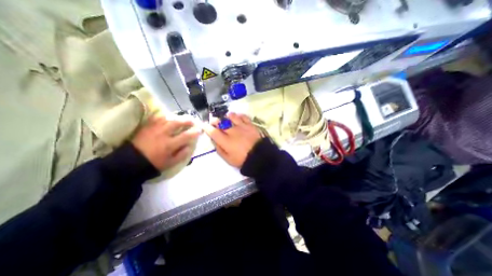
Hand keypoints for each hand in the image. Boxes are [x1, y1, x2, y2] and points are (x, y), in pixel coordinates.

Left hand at [131, 114, 200, 169]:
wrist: (131, 162)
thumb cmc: (154, 163)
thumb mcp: (170, 163)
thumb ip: (182, 154)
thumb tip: (190, 146)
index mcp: (170, 144)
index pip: (186, 136)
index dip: (194, 132)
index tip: (199, 131)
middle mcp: (163, 134)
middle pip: (177, 123)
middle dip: (187, 121)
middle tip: (192, 121)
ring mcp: (154, 129)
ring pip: (167, 119)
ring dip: (176, 118)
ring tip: (181, 119)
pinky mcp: (147, 127)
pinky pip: (157, 118)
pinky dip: (164, 117)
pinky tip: (167, 118)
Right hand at [203, 112, 260, 167]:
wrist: (260, 157)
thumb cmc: (243, 160)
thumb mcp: (228, 159)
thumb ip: (219, 149)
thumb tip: (214, 141)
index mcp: (226, 141)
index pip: (213, 132)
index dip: (207, 127)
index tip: (204, 125)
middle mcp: (232, 131)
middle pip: (221, 122)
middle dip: (215, 120)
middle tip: (214, 121)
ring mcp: (242, 126)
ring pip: (231, 116)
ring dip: (227, 116)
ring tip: (227, 118)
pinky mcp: (250, 124)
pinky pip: (243, 116)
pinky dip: (239, 116)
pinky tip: (238, 118)